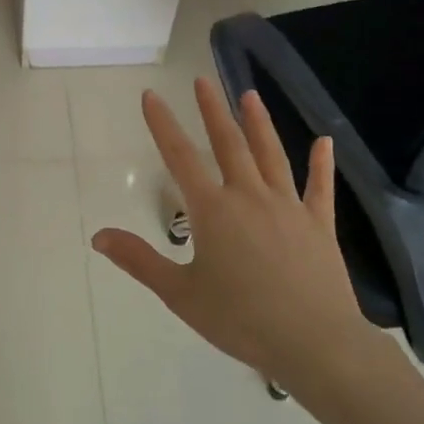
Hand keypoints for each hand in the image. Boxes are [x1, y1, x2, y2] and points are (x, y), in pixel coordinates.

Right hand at [91, 80, 390, 395]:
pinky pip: (319, 187)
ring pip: (270, 155)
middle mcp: (249, 197)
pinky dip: (321, 164)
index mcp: (213, 211)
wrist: (314, 342)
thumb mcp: (180, 293)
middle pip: (228, 144)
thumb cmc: (240, 319)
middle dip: (212, 110)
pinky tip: (324, 142)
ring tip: (249, 95)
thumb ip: (140, 260)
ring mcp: (288, 207)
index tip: (151, 95)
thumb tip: (99, 236)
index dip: (162, 124)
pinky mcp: (318, 225)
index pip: (180, 157)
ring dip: (258, 123)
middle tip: (202, 80)